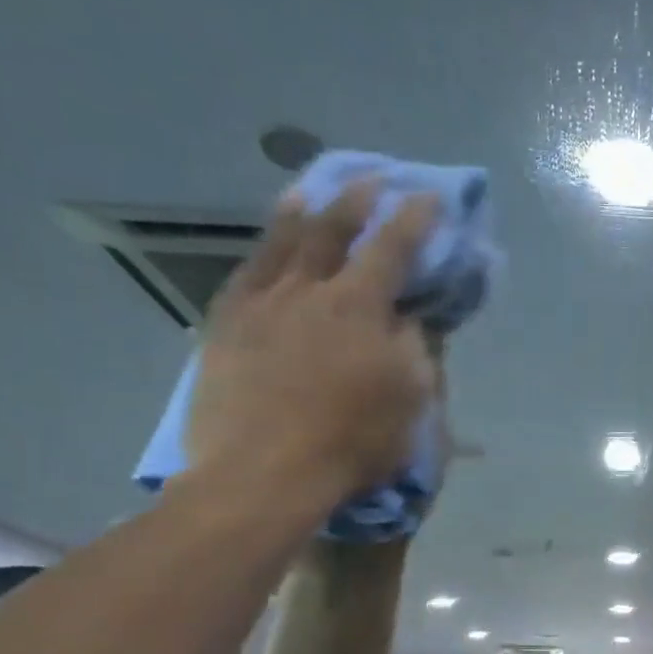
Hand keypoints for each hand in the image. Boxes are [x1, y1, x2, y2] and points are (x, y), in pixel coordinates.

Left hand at [184, 180, 441, 526]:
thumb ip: (415, 351)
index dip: (414, 218)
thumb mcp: (409, 404)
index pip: (392, 247)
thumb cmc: (350, 445)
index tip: (429, 196)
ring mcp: (259, 304)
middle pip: (331, 228)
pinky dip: (262, 251)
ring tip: (311, 189)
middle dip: (357, 199)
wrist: (262, 475)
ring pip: (281, 241)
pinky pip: (245, 273)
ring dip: (302, 209)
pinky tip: (267, 247)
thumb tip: (408, 318)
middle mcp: (307, 290)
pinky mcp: (223, 325)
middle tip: (372, 178)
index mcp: (359, 307)